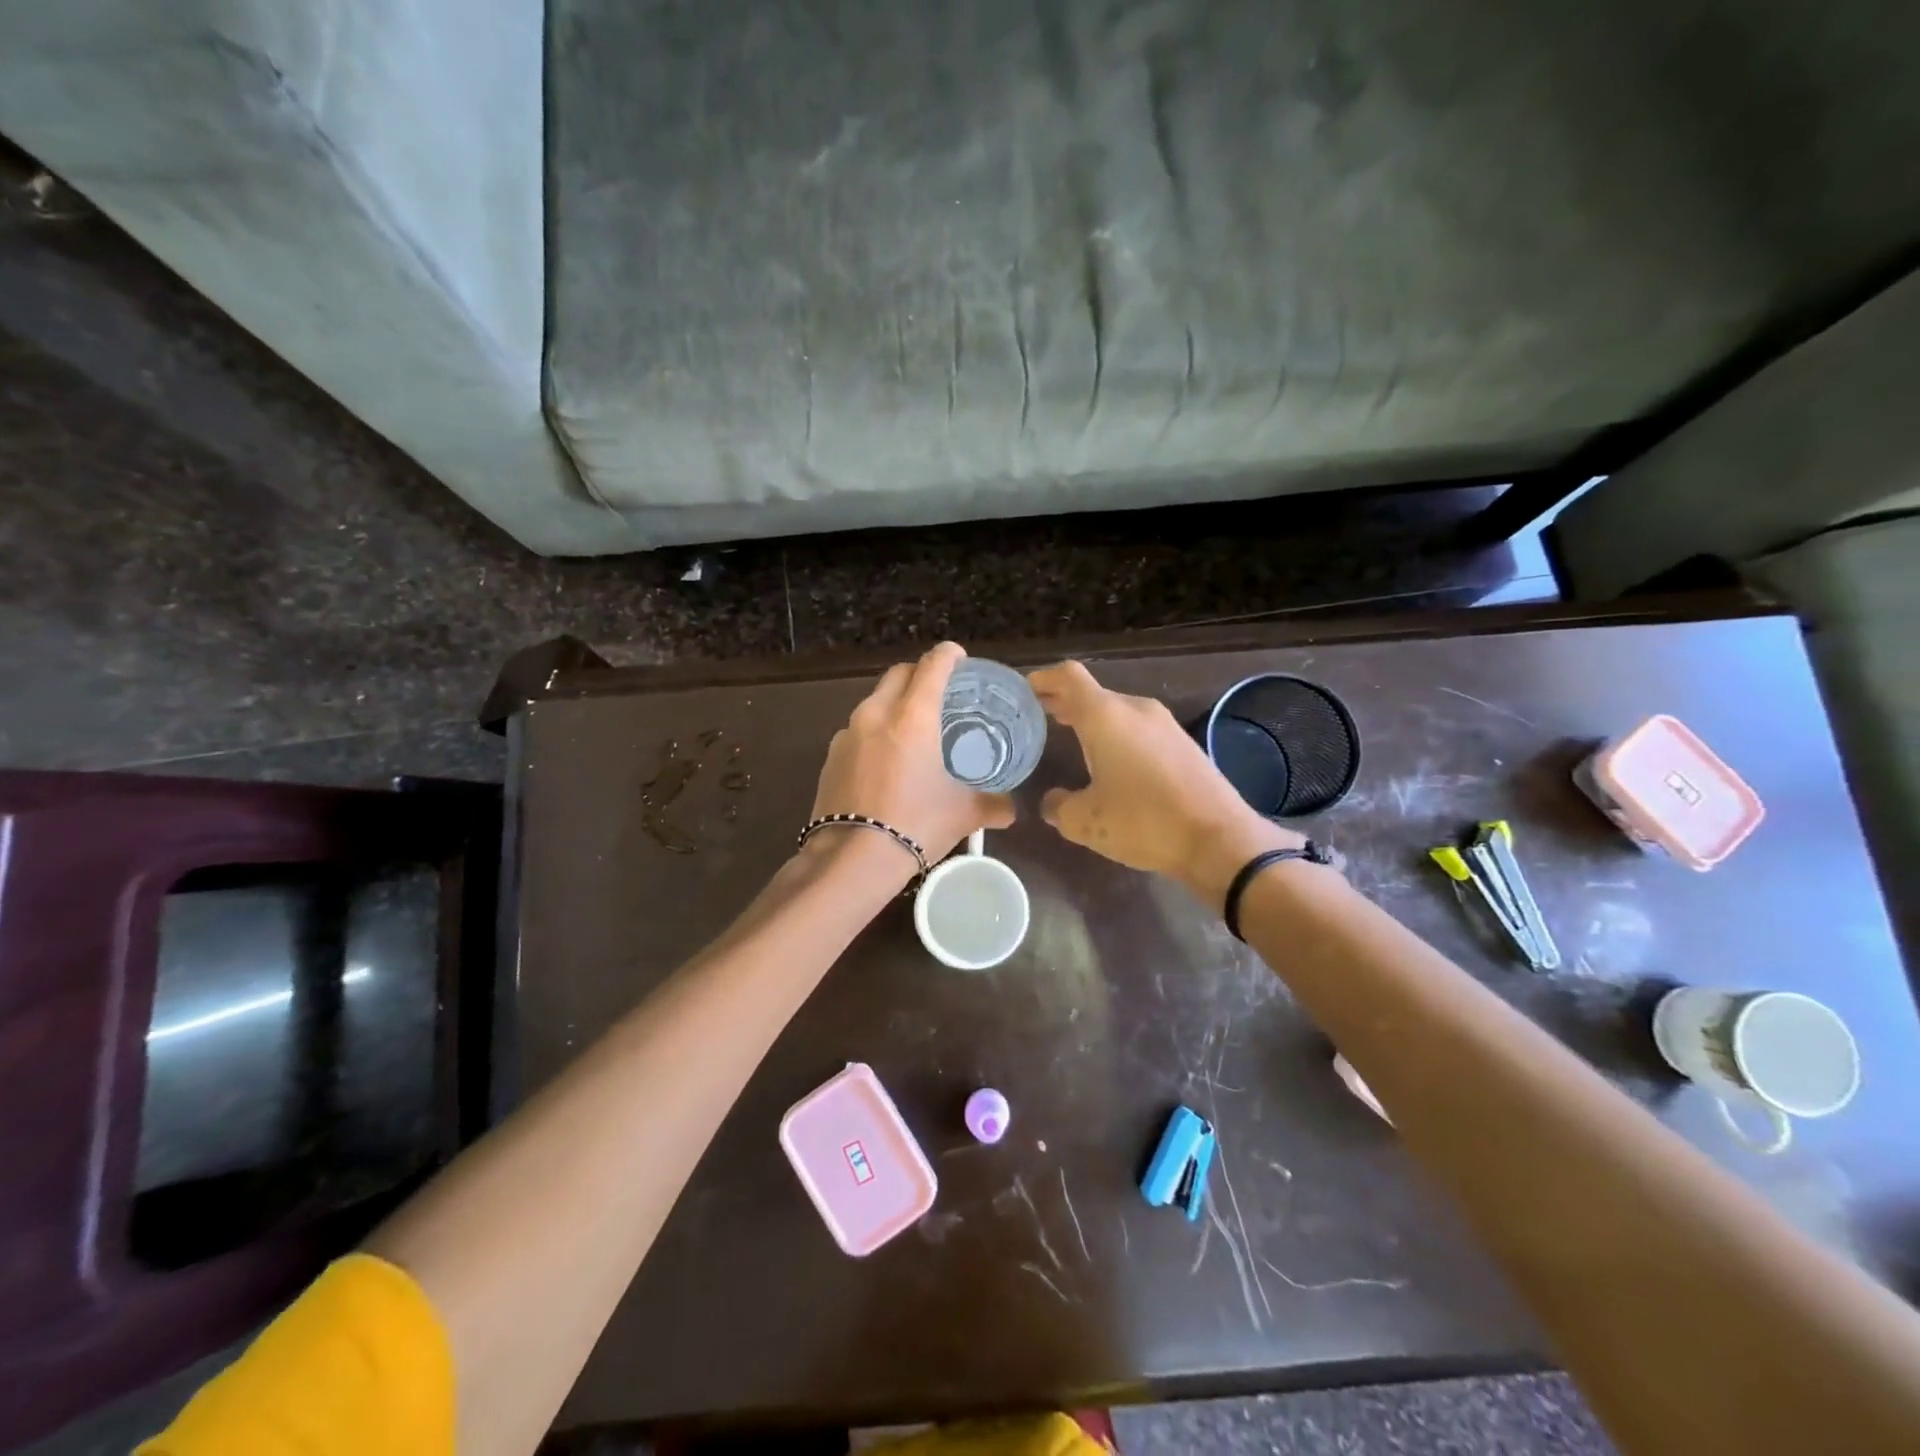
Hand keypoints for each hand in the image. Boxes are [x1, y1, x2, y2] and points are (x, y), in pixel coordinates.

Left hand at [807, 643, 1015, 883]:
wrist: (852, 859)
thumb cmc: (915, 825)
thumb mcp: (962, 814)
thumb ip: (992, 805)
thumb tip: (1012, 810)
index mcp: (913, 716)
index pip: (932, 666)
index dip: (948, 656)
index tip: (959, 657)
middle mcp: (876, 714)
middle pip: (898, 674)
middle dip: (919, 674)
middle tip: (938, 692)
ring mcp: (847, 734)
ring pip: (874, 701)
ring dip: (894, 703)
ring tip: (912, 728)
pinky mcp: (830, 756)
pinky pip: (857, 730)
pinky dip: (874, 732)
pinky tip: (885, 760)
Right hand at [1027, 660, 1301, 903]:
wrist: (1219, 840)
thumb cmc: (1143, 822)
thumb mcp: (1086, 822)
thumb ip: (1059, 806)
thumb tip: (1052, 802)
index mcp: (1106, 716)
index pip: (1068, 677)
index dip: (1044, 679)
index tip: (1025, 690)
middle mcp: (1136, 709)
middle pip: (1093, 693)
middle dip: (1064, 702)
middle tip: (1039, 715)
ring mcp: (1164, 724)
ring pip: (1117, 711)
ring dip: (1092, 719)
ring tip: (1069, 734)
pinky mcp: (1183, 743)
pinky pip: (1138, 729)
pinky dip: (1116, 735)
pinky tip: (1109, 760)